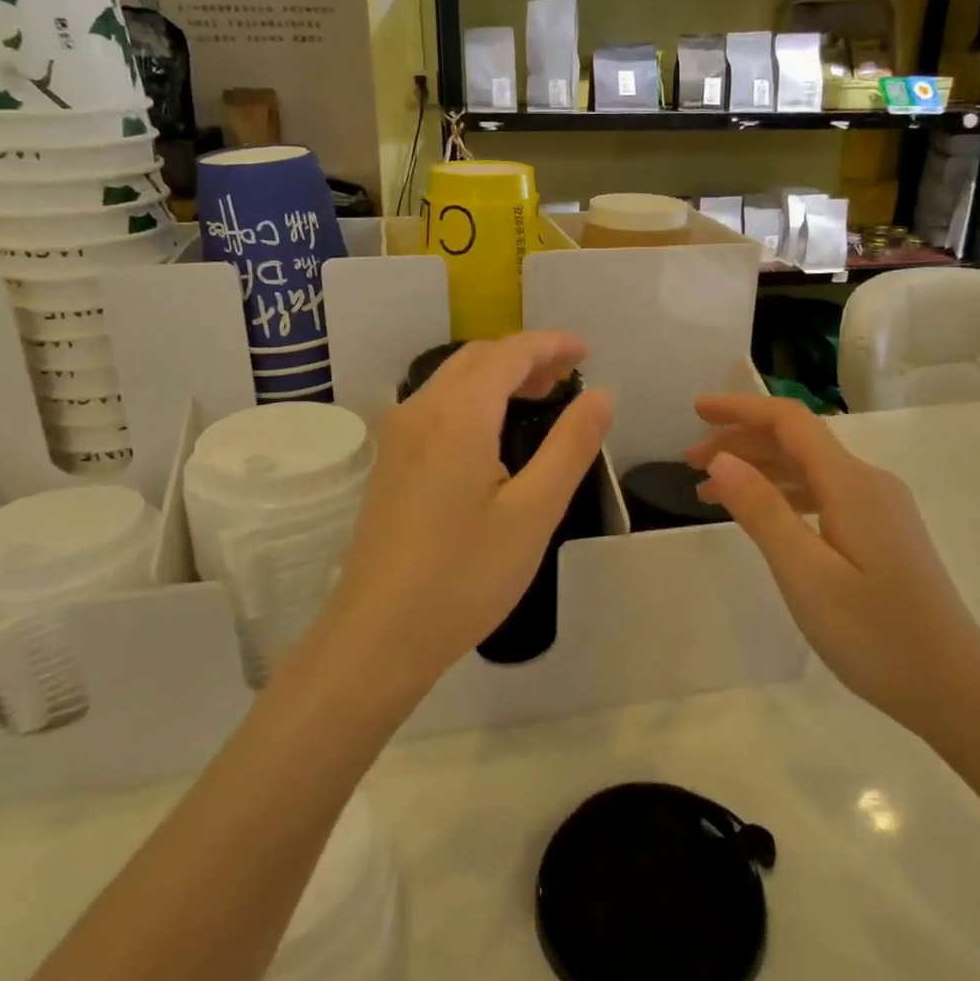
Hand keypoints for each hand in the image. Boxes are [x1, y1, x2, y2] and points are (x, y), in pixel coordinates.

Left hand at [319, 332, 612, 699]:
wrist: (378, 635)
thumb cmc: (464, 576)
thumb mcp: (534, 512)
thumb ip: (570, 446)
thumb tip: (601, 394)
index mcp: (458, 414)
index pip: (509, 353)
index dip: (551, 345)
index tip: (587, 351)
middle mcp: (420, 410)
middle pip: (477, 358)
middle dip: (525, 356)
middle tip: (568, 376)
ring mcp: (397, 436)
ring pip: (453, 380)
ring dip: (497, 375)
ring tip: (539, 396)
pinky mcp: (389, 462)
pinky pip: (437, 406)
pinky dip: (474, 398)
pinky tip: (494, 432)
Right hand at [686, 394, 979, 741]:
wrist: (955, 689)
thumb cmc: (876, 634)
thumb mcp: (806, 574)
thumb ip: (762, 511)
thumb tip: (721, 458)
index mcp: (852, 483)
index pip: (789, 422)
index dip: (740, 408)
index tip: (696, 410)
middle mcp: (868, 483)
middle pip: (797, 441)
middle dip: (741, 441)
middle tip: (689, 463)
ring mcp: (879, 508)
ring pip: (808, 469)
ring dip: (758, 470)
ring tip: (710, 492)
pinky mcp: (881, 533)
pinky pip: (823, 494)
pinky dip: (783, 495)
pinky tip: (761, 516)